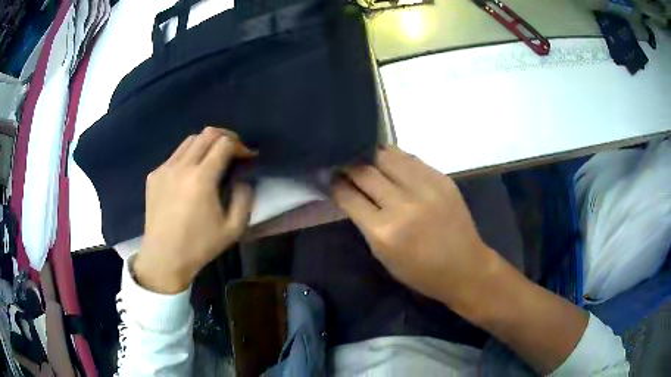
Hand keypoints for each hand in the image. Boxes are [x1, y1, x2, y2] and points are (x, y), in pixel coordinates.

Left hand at [133, 127, 254, 293]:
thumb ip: (244, 199)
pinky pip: (174, 156)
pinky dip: (188, 157)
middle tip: (234, 151)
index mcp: (201, 178)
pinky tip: (190, 175)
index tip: (247, 156)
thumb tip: (243, 179)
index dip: (240, 145)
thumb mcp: (233, 229)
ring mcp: (164, 169)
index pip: (225, 143)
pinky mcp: (154, 175)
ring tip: (212, 159)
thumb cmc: (199, 246)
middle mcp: (181, 166)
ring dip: (206, 144)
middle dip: (226, 137)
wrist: (164, 257)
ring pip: (189, 141)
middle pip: (207, 134)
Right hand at [332, 146, 500, 309]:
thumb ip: (365, 222)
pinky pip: (411, 159)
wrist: (464, 266)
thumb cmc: (420, 271)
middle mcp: (403, 204)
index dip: (335, 184)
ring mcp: (425, 187)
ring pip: (388, 156)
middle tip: (343, 164)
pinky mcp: (442, 178)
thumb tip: (350, 194)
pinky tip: (390, 161)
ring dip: (371, 155)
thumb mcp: (383, 255)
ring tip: (365, 157)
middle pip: (365, 171)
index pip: (349, 196)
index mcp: (384, 231)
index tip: (329, 177)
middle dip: (349, 165)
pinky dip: (396, 158)